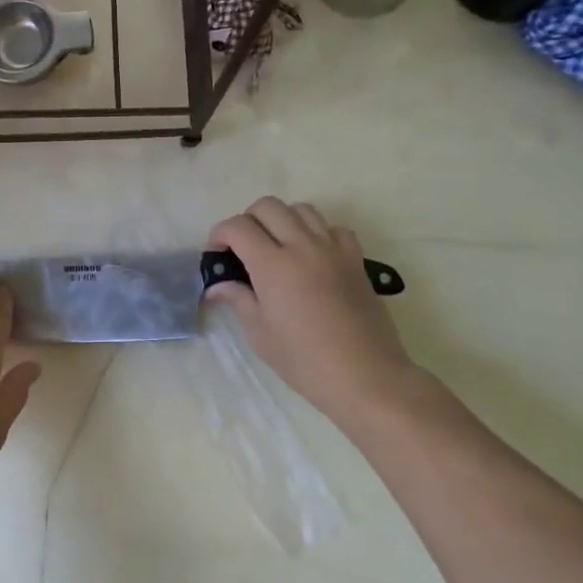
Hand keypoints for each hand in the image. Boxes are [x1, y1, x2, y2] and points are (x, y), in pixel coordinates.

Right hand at [206, 197, 417, 426]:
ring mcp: (332, 249)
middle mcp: (302, 246)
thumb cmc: (305, 361)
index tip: (216, 254)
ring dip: (281, 220)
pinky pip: (333, 228)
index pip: (238, 227)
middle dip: (247, 220)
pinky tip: (312, 256)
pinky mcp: (356, 259)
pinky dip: (317, 232)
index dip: (219, 234)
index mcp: (272, 265)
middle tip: (243, 249)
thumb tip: (218, 285)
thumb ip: (238, 299)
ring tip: (277, 247)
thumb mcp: (260, 334)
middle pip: (267, 206)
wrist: (366, 376)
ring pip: (301, 209)